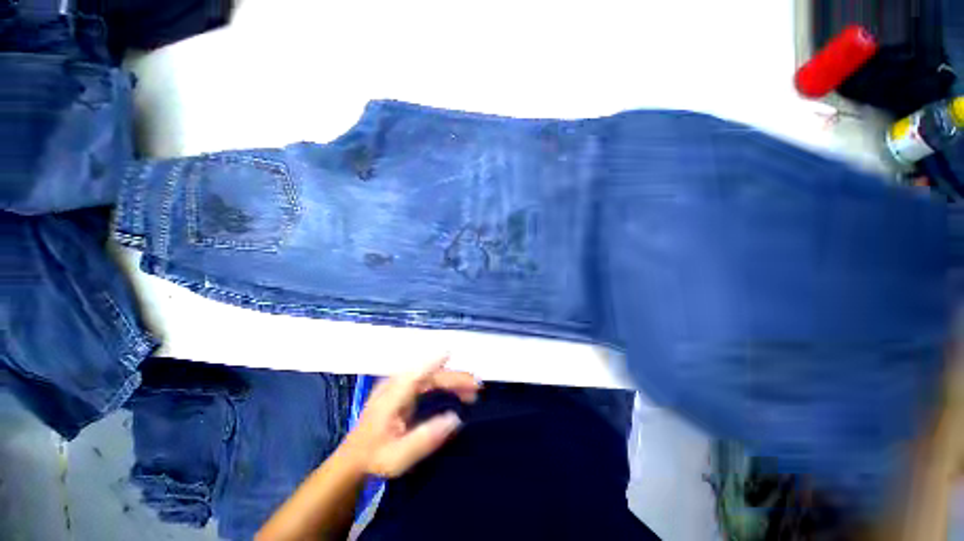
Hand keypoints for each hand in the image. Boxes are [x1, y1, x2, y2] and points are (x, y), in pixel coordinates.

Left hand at [341, 357, 480, 477]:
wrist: (354, 458)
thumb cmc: (375, 458)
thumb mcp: (398, 458)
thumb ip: (425, 438)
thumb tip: (455, 419)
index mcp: (391, 397)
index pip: (415, 374)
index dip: (433, 361)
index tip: (450, 352)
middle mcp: (396, 385)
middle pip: (429, 374)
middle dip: (454, 377)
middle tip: (477, 387)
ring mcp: (399, 385)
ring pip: (430, 376)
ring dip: (452, 380)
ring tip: (472, 391)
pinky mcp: (403, 390)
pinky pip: (428, 381)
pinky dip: (445, 385)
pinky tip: (457, 392)